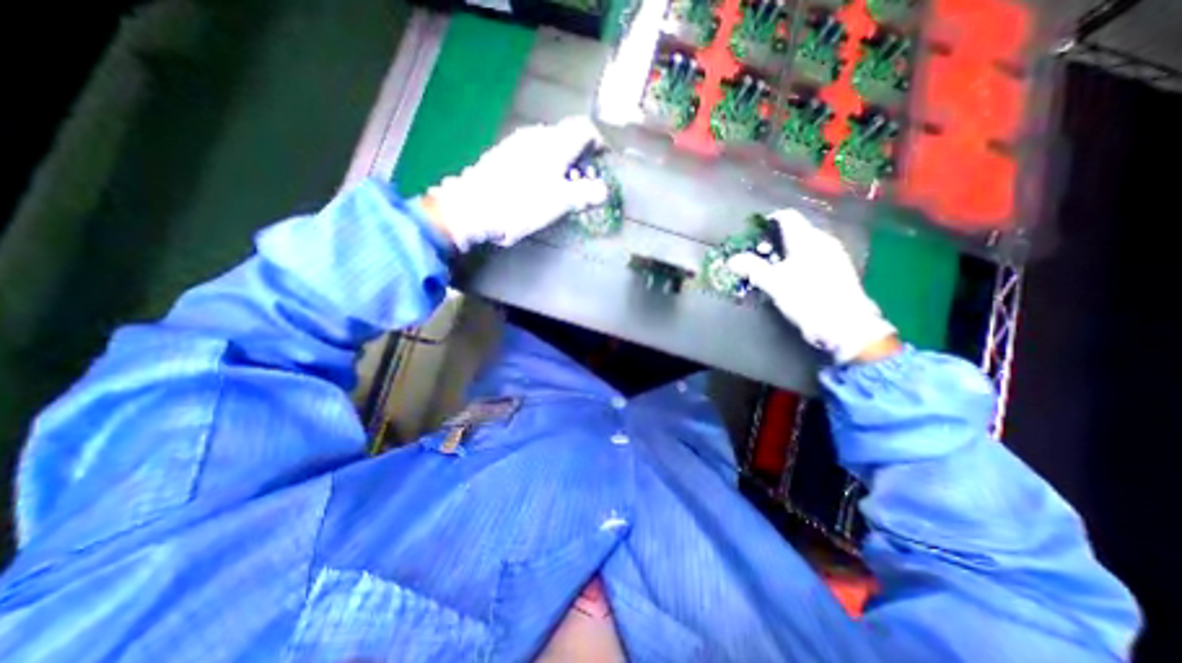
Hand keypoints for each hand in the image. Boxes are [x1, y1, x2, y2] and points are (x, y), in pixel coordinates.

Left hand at [420, 118, 608, 250]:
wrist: (474, 207)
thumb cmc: (522, 204)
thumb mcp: (560, 202)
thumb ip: (586, 194)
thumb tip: (604, 190)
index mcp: (555, 143)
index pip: (585, 129)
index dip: (599, 143)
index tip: (603, 163)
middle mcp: (538, 135)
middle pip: (568, 138)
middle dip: (582, 159)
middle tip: (584, 184)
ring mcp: (518, 143)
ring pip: (550, 146)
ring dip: (564, 164)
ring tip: (562, 189)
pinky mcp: (504, 154)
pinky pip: (534, 154)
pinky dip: (546, 166)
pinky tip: (539, 187)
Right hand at [730, 206, 895, 363]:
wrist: (845, 324)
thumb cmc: (807, 298)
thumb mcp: (774, 283)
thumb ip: (752, 268)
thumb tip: (732, 260)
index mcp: (807, 239)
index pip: (786, 217)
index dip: (767, 223)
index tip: (752, 236)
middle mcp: (823, 241)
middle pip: (794, 232)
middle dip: (773, 243)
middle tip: (758, 259)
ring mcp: (834, 255)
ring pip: (804, 247)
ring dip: (785, 255)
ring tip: (772, 273)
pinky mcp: (839, 271)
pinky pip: (814, 259)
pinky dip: (798, 264)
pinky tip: (792, 282)